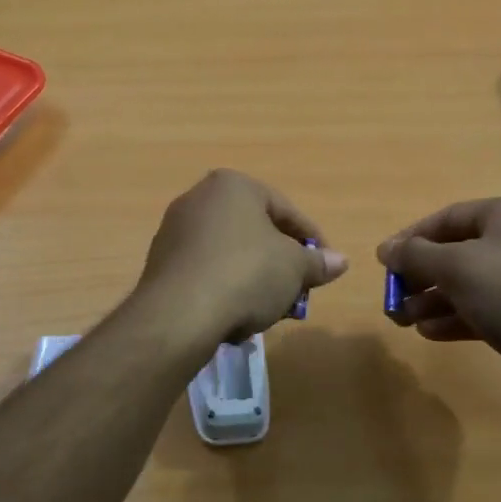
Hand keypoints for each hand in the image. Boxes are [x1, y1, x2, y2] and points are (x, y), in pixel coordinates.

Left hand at [135, 170, 348, 342]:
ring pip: (229, 253)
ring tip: (270, 310)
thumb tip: (340, 261)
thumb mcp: (294, 268)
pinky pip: (205, 271)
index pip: (285, 210)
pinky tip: (235, 316)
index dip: (312, 240)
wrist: (179, 312)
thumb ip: (318, 263)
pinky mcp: (160, 262)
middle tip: (298, 292)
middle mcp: (198, 198)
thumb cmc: (246, 274)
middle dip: (280, 263)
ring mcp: (174, 230)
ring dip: (253, 278)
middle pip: (254, 231)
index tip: (326, 267)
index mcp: (232, 185)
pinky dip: (224, 288)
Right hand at [377, 197, 500, 410]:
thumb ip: (415, 255)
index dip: (410, 238)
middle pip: (456, 251)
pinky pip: (486, 306)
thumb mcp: (456, 268)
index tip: (384, 263)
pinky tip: (431, 333)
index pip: (446, 218)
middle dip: (420, 276)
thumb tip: (385, 248)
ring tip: (405, 321)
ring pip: (469, 283)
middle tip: (393, 298)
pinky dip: (457, 316)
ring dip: (433, 300)